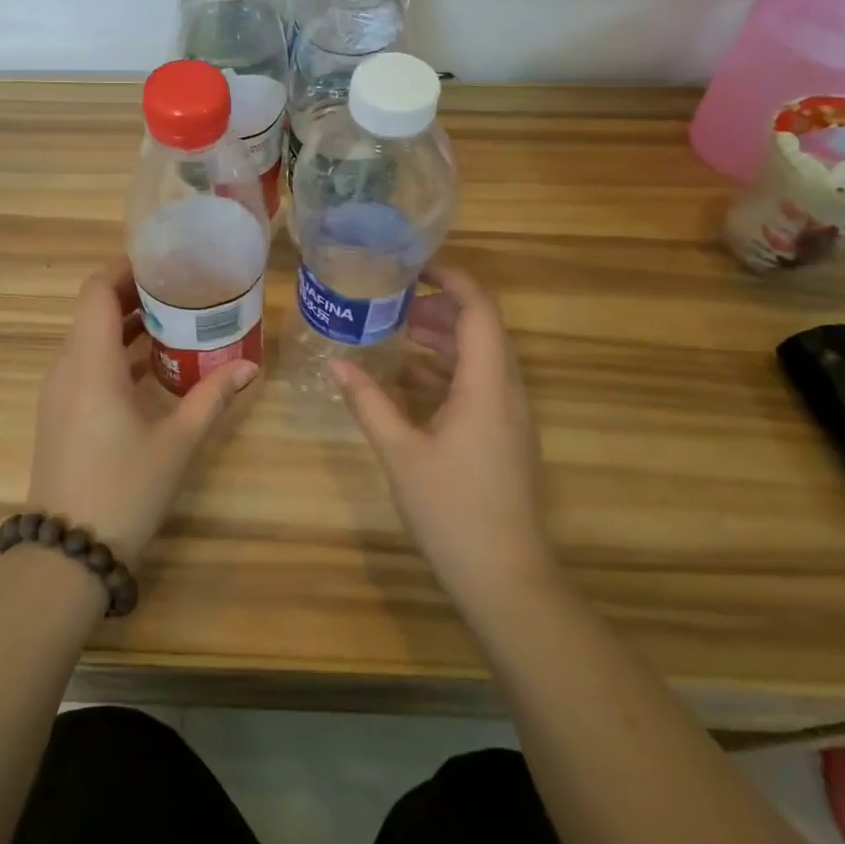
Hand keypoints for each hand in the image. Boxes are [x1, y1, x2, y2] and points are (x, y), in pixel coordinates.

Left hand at [27, 261, 256, 562]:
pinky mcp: (59, 412)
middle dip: (134, 294)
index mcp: (91, 362)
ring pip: (88, 338)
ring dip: (126, 325)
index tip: (163, 263)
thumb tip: (251, 366)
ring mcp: (58, 392)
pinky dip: (115, 354)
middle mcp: (67, 367)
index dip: (125, 269)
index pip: (96, 291)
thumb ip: (213, 397)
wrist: (68, 553)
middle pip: (93, 310)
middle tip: (181, 290)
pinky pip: (85, 364)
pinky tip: (153, 368)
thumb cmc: (125, 488)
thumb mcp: (177, 441)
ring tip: (175, 321)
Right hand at [329, 266, 556, 619]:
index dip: (452, 278)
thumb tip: (335, 362)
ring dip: (443, 337)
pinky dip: (447, 369)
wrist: (506, 578)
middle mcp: (506, 390)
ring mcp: (508, 415)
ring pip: (480, 356)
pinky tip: (409, 377)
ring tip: (397, 329)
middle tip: (393, 299)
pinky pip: (478, 383)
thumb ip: (368, 402)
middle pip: (481, 328)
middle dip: (440, 305)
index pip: (479, 309)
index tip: (413, 265)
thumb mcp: (401, 451)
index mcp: (487, 384)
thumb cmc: (453, 509)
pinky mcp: (503, 436)